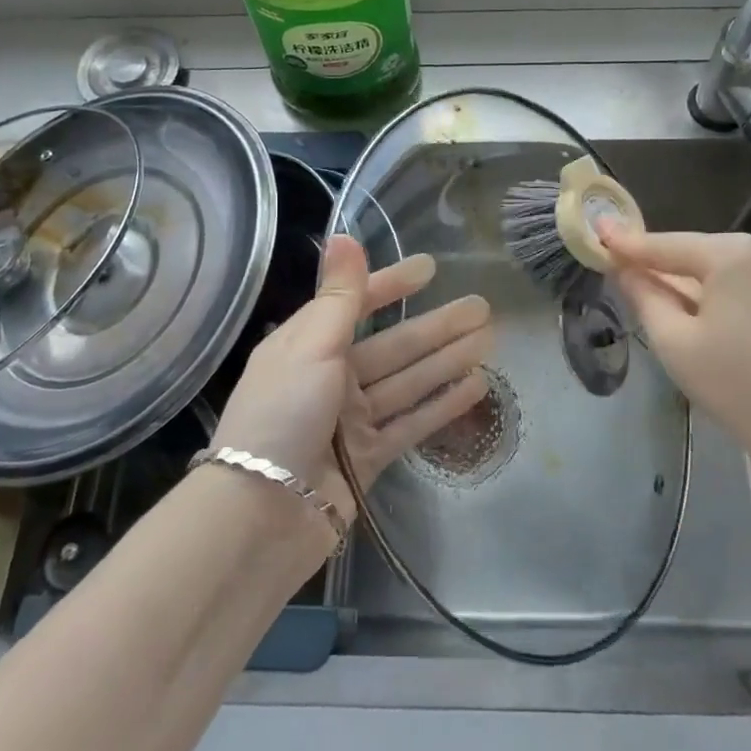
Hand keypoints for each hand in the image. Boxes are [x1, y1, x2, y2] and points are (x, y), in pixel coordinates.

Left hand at [212, 235, 491, 537]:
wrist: (262, 514)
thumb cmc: (283, 414)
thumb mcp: (310, 346)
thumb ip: (339, 295)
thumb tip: (343, 235)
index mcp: (308, 345)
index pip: (356, 304)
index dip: (392, 284)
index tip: (430, 268)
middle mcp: (330, 377)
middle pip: (394, 345)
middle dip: (437, 326)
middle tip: (483, 307)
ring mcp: (350, 419)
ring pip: (408, 382)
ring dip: (447, 361)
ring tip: (489, 341)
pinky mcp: (367, 458)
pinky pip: (410, 423)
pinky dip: (440, 405)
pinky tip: (475, 388)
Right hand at [601, 226, 750, 466]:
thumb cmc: (745, 390)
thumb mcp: (677, 345)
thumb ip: (645, 297)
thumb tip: (626, 269)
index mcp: (732, 255)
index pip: (665, 245)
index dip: (627, 243)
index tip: (599, 232)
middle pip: (703, 257)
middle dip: (671, 272)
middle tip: (640, 289)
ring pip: (737, 275)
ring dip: (708, 291)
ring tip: (691, 325)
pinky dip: (743, 305)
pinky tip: (741, 341)